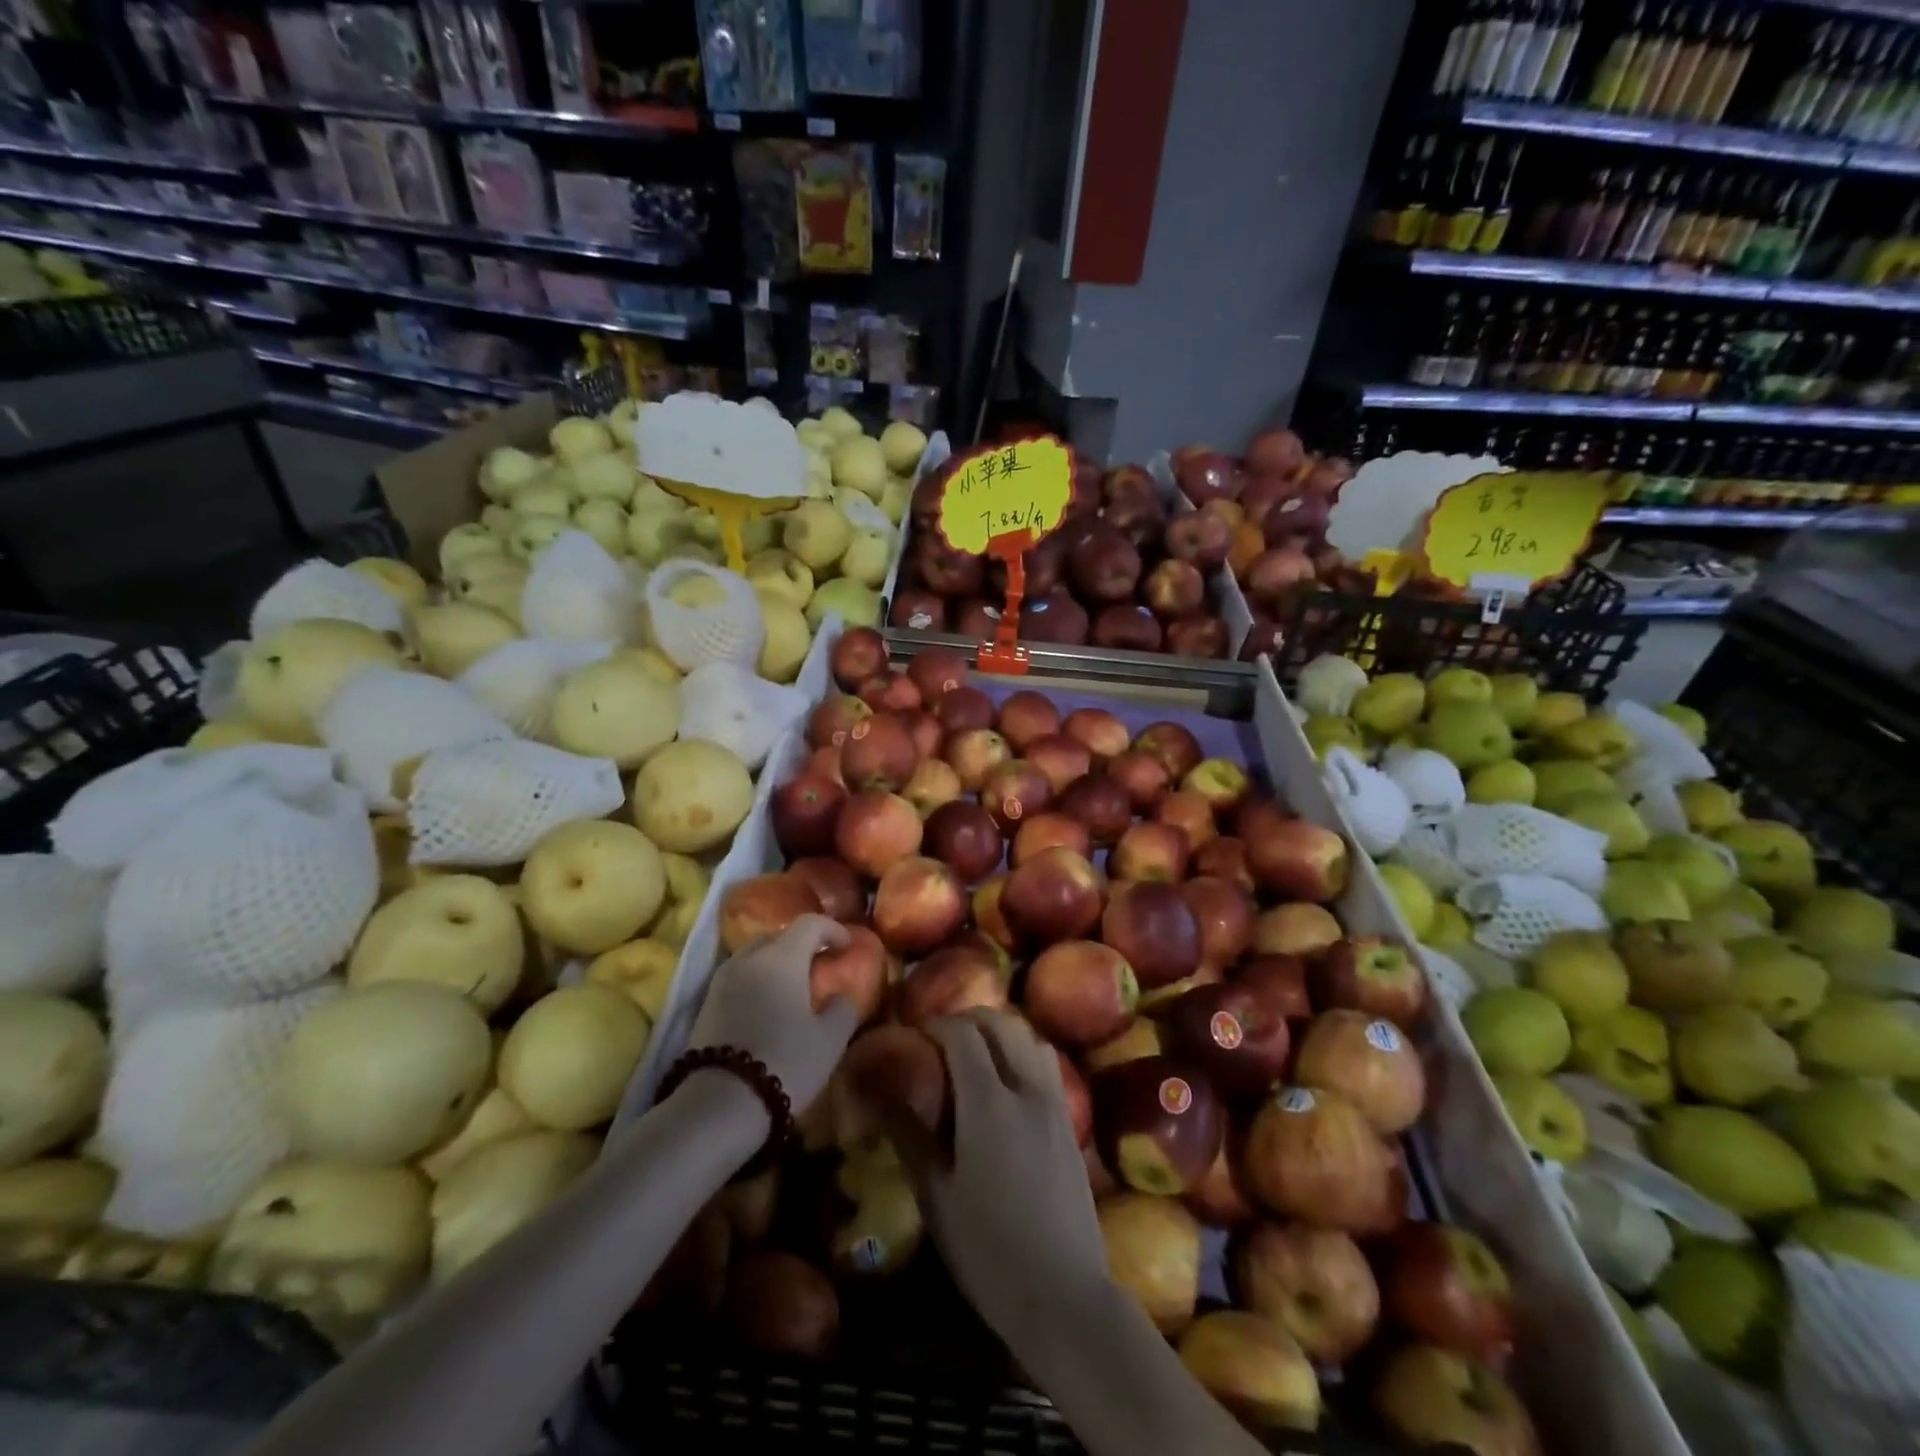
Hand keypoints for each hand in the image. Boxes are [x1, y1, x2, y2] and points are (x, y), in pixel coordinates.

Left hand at [688, 914, 858, 1115]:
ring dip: (775, 961)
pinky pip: (738, 977)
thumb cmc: (784, 1062)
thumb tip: (844, 996)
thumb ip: (844, 1009)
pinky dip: (756, 980)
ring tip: (792, 985)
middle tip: (820, 963)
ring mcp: (722, 980)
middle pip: (778, 935)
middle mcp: (748, 958)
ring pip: (754, 955)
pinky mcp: (705, 1005)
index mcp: (782, 957)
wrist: (718, 1105)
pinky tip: (767, 1005)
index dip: (833, 929)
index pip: (810, 923)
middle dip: (801, 943)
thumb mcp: (829, 1040)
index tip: (848, 945)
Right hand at [890, 1010, 1109, 1351]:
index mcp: (988, 1102)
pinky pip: (1047, 1064)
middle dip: (968, 1019)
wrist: (1065, 1296)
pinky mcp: (1071, 1122)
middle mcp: (1026, 1089)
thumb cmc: (989, 1251)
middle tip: (941, 1038)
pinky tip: (1008, 1083)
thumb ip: (910, 1137)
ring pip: (1030, 1037)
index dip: (936, 1024)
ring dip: (1000, 1031)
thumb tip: (878, 1097)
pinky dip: (1024, 1053)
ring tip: (976, 1053)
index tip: (914, 1033)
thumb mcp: (937, 1197)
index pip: (962, 1034)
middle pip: (1001, 1024)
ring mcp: (1055, 1103)